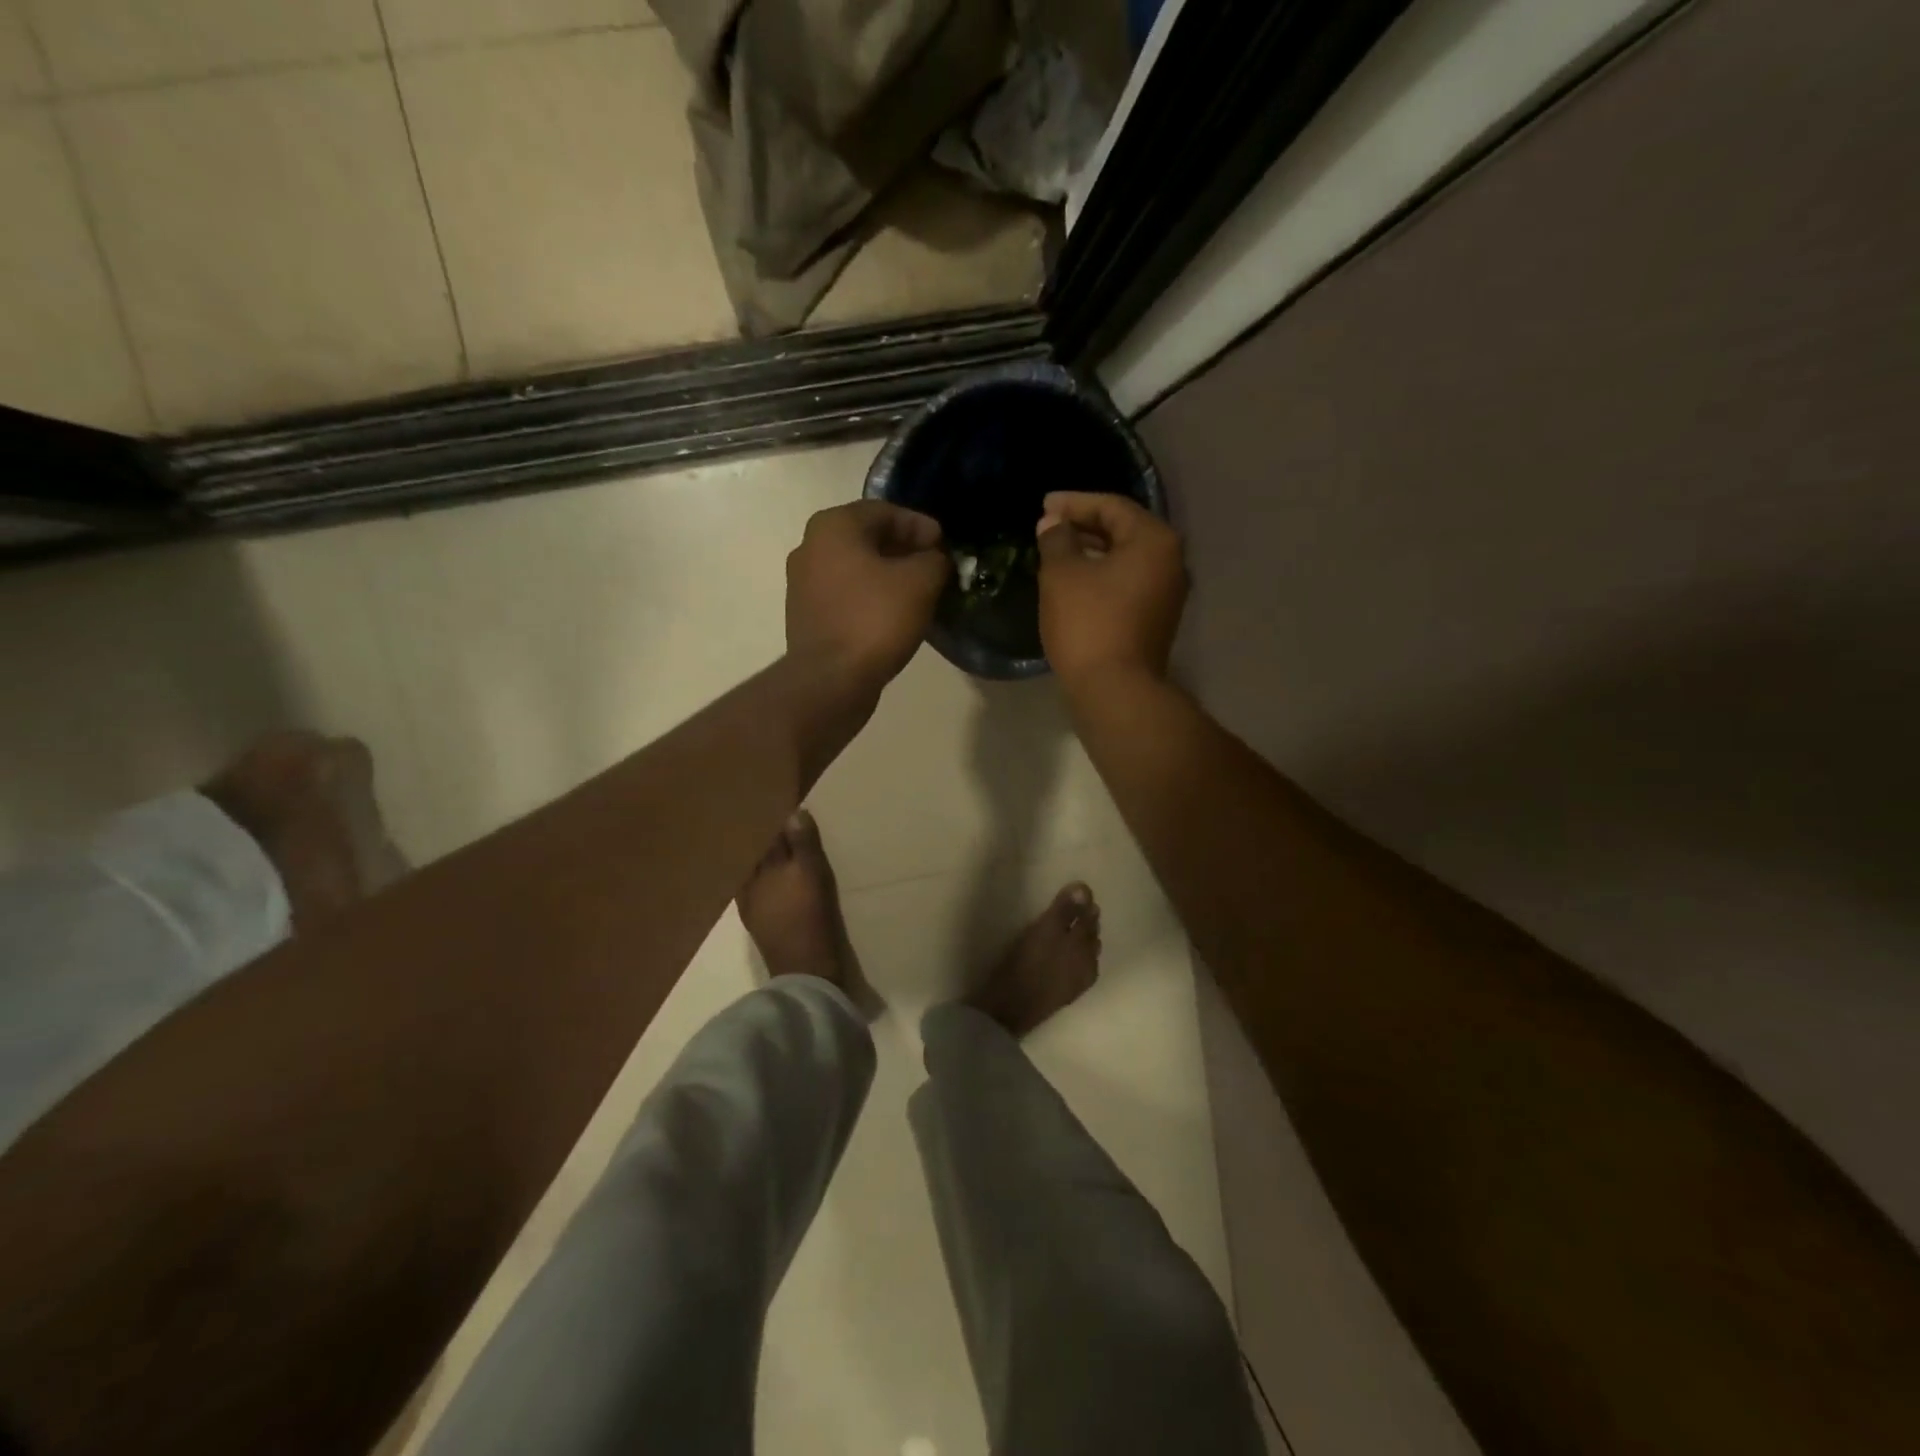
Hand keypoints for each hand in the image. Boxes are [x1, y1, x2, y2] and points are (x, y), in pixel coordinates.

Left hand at [786, 500, 948, 699]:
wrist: (830, 680)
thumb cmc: (875, 619)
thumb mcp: (921, 582)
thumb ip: (935, 560)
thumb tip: (935, 559)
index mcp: (833, 526)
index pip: (885, 511)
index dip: (920, 526)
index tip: (944, 545)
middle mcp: (810, 547)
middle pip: (867, 538)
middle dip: (904, 549)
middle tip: (934, 566)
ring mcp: (803, 584)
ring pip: (856, 568)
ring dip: (887, 575)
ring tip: (919, 591)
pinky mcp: (806, 616)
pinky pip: (846, 595)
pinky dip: (871, 597)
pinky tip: (894, 614)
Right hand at [1036, 491, 1187, 687]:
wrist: (1114, 690)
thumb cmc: (1088, 623)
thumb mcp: (1062, 574)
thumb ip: (1057, 539)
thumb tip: (1053, 524)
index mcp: (1154, 540)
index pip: (1112, 507)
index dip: (1074, 503)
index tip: (1043, 506)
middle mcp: (1170, 562)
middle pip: (1124, 531)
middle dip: (1084, 526)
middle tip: (1048, 526)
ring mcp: (1168, 594)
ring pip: (1125, 560)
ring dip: (1092, 552)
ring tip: (1057, 553)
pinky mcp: (1156, 620)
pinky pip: (1127, 584)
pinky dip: (1102, 577)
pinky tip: (1075, 583)